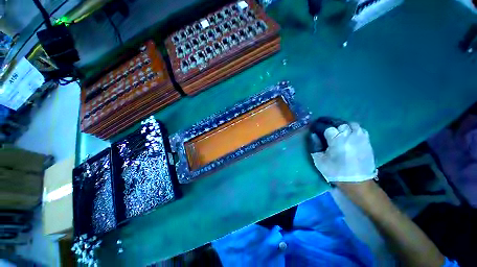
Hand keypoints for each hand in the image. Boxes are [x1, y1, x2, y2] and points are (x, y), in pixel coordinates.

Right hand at [311, 122, 376, 182]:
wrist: (357, 182)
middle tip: (327, 133)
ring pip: (352, 124)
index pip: (327, 128)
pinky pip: (361, 130)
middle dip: (332, 127)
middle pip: (340, 124)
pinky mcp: (367, 142)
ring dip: (344, 127)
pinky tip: (349, 136)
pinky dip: (354, 130)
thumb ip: (315, 145)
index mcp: (337, 140)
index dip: (321, 128)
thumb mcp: (319, 160)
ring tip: (339, 133)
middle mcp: (350, 136)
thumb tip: (313, 135)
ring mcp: (361, 138)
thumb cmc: (335, 171)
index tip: (316, 131)